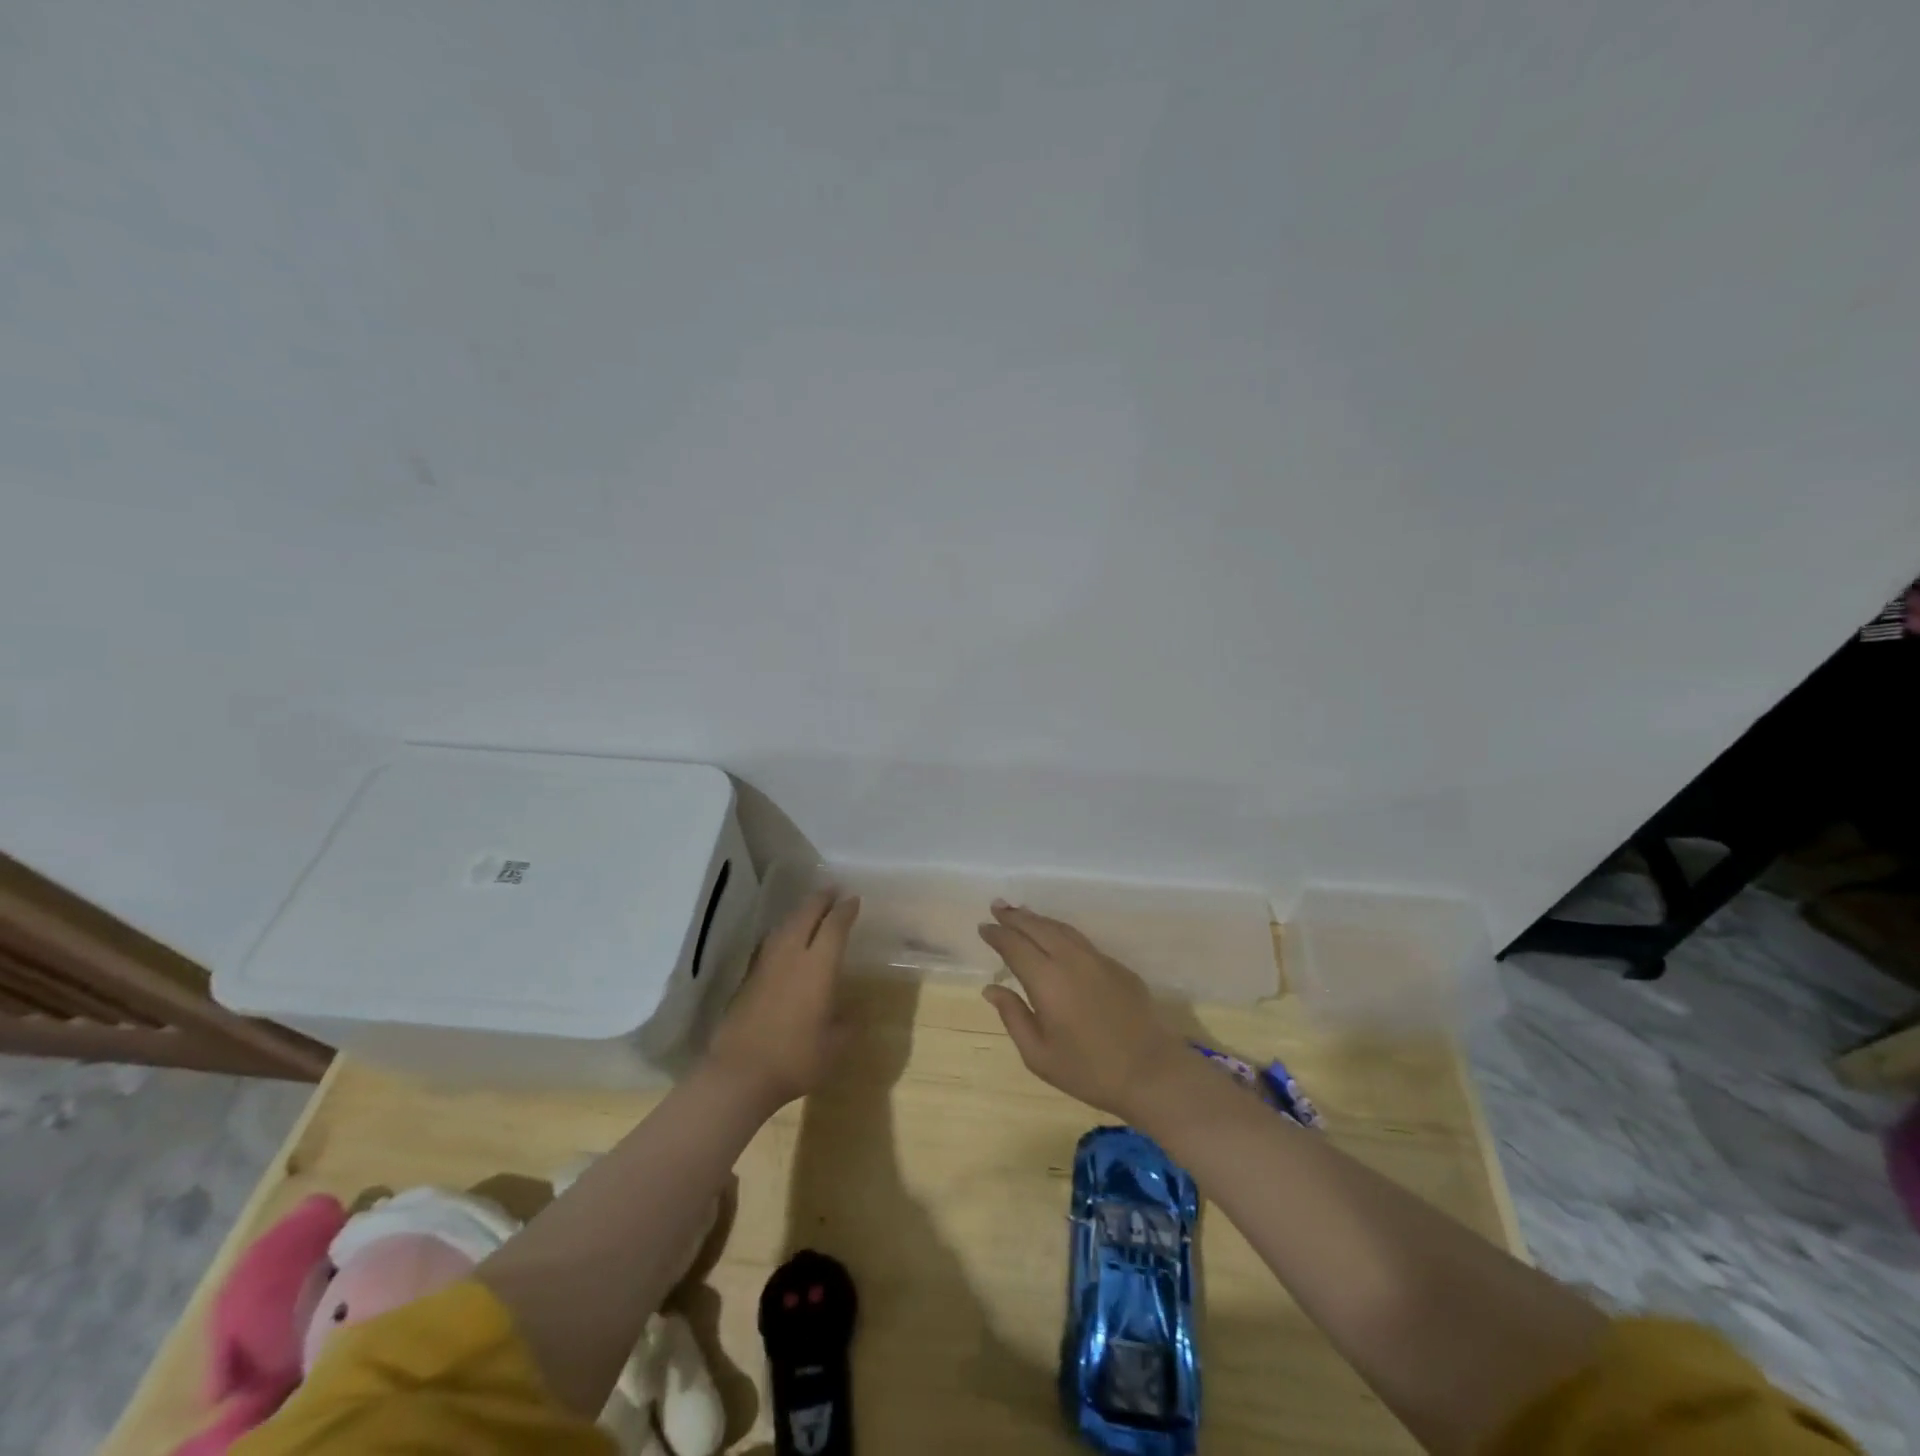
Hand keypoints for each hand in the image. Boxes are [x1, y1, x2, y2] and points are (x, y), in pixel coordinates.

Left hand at [707, 888, 858, 1109]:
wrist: (739, 1074)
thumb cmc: (796, 1059)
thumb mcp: (834, 1046)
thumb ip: (846, 1024)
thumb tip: (851, 1012)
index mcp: (818, 966)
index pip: (834, 927)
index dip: (845, 910)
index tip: (854, 899)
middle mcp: (791, 956)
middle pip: (805, 915)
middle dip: (821, 900)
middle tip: (832, 891)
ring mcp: (765, 965)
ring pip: (784, 926)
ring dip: (799, 913)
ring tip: (809, 910)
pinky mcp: (747, 979)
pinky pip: (769, 943)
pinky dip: (782, 932)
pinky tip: (783, 940)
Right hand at [977, 901, 1189, 1121]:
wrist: (1151, 1073)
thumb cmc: (1089, 1071)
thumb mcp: (1039, 1055)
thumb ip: (1013, 1017)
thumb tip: (992, 989)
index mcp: (1047, 981)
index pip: (1015, 946)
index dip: (998, 934)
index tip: (984, 927)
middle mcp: (1071, 960)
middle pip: (1038, 927)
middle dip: (1015, 916)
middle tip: (997, 906)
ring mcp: (1097, 959)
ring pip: (1062, 929)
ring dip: (1038, 919)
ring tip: (1021, 913)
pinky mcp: (1117, 966)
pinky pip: (1081, 940)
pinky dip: (1061, 932)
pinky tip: (1056, 937)